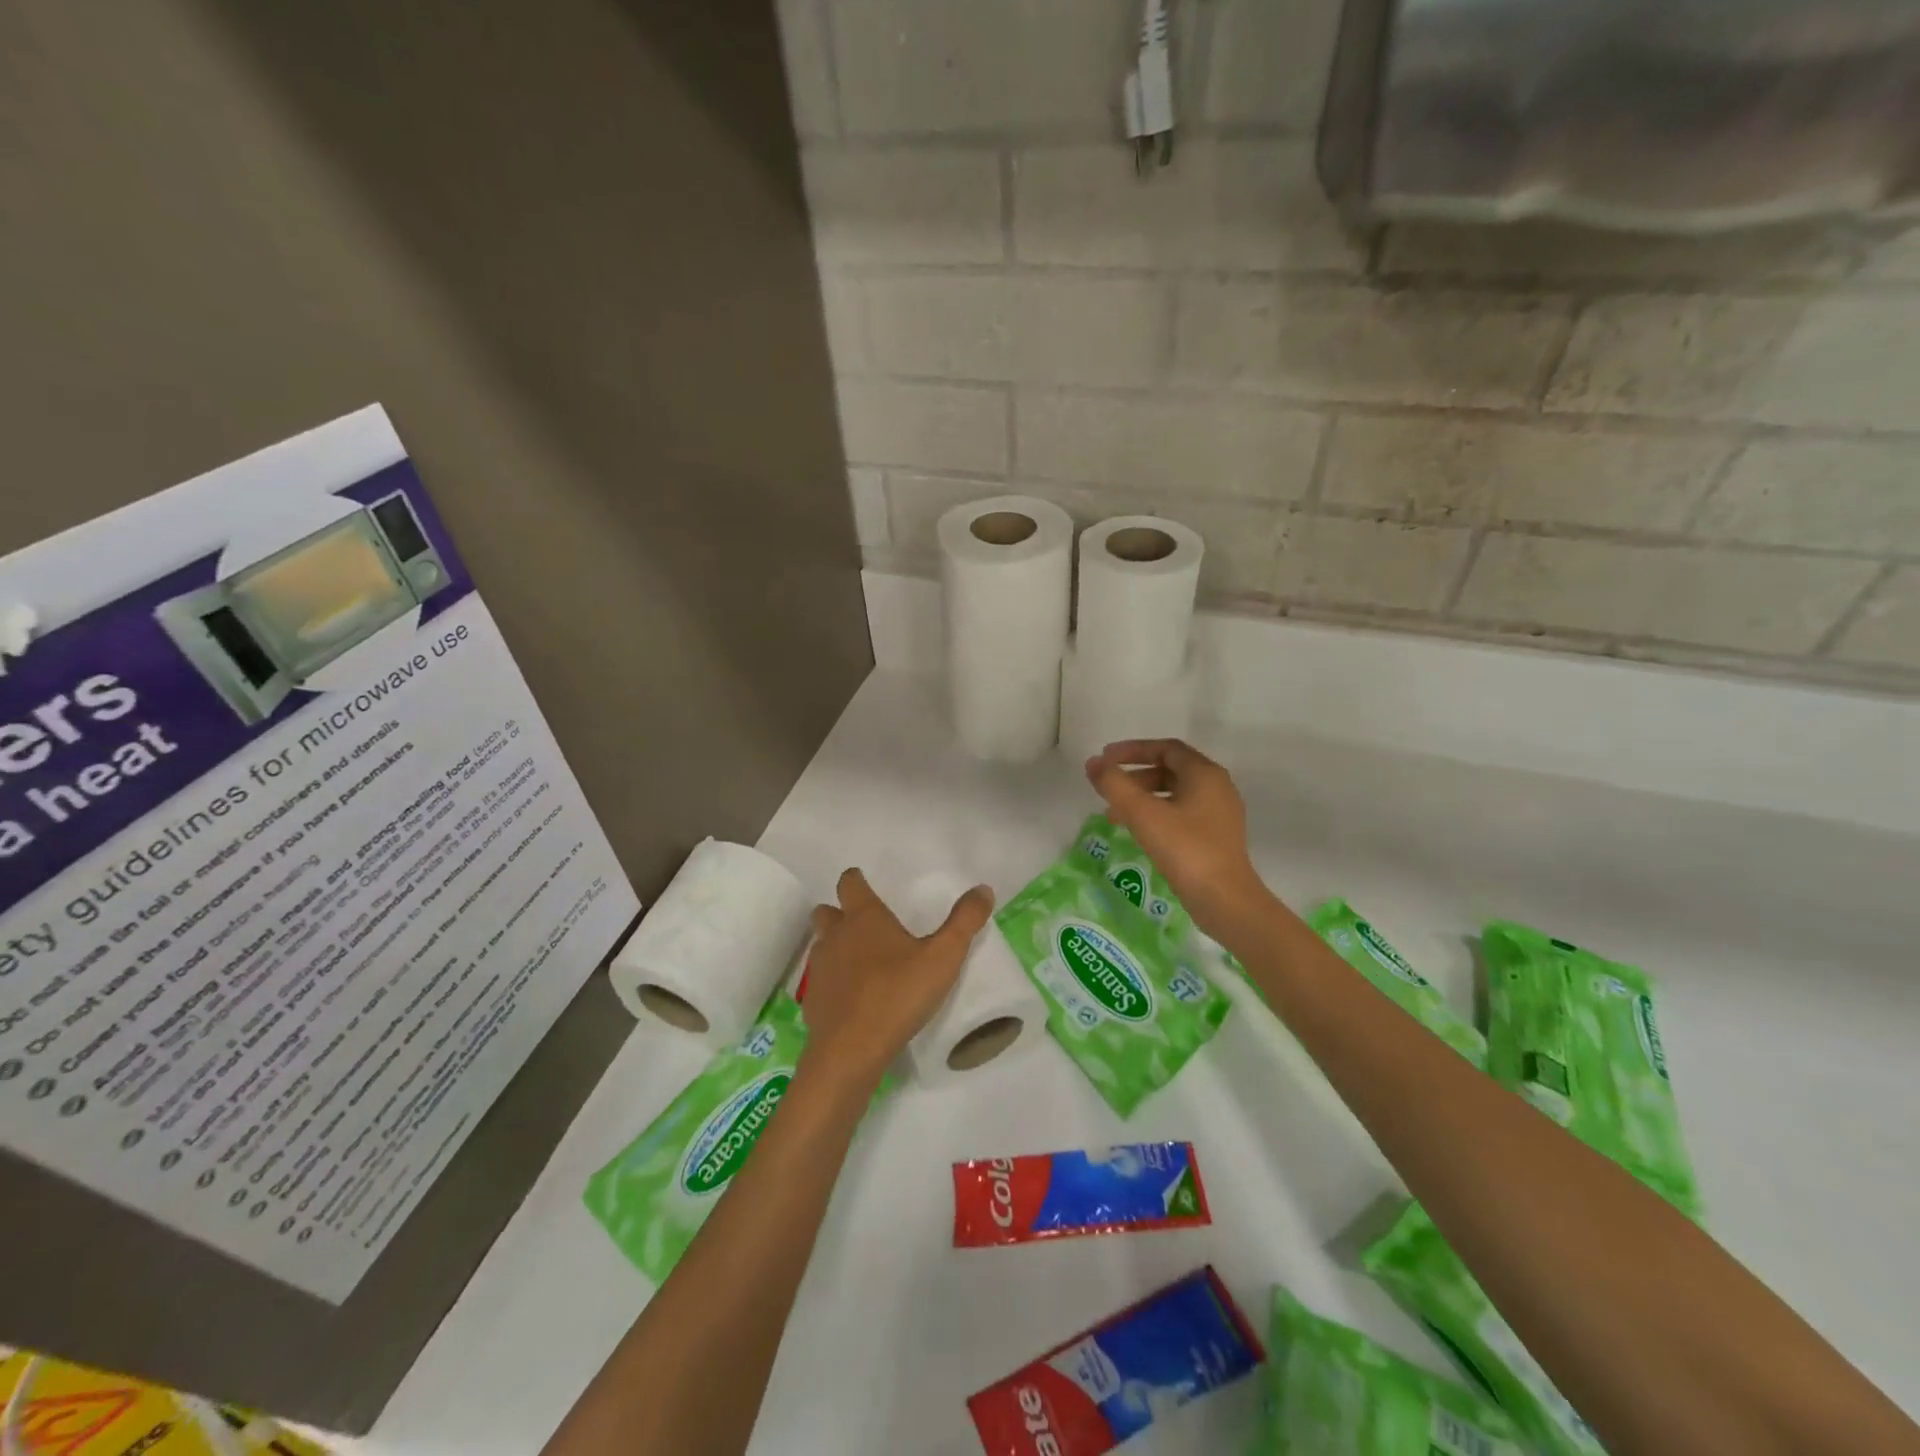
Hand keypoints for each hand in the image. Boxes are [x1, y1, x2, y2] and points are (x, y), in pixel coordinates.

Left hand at [798, 868, 993, 1092]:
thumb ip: (964, 921)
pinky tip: (854, 998)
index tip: (865, 883)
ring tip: (862, 962)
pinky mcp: (813, 1001)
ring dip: (836, 946)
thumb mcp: (943, 957)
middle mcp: (835, 936)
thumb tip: (983, 889)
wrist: (851, 1050)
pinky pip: (821, 980)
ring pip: (821, 945)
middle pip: (827, 912)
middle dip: (840, 912)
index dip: (857, 880)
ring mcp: (820, 969)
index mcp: (863, 918)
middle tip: (864, 924)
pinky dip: (834, 982)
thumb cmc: (898, 994)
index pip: (850, 883)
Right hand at [1085, 739, 1271, 940]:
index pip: (1166, 748)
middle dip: (1135, 777)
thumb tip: (1093, 764)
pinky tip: (1139, 833)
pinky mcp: (1217, 838)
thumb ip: (1114, 784)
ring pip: (1174, 794)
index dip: (1132, 750)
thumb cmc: (1185, 849)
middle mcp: (1217, 787)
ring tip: (1114, 816)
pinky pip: (1181, 814)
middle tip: (1108, 789)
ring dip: (1142, 798)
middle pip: (1170, 770)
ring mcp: (1219, 814)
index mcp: (1205, 774)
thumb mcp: (1143, 813)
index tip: (1105, 758)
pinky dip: (1156, 815)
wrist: (1225, 900)